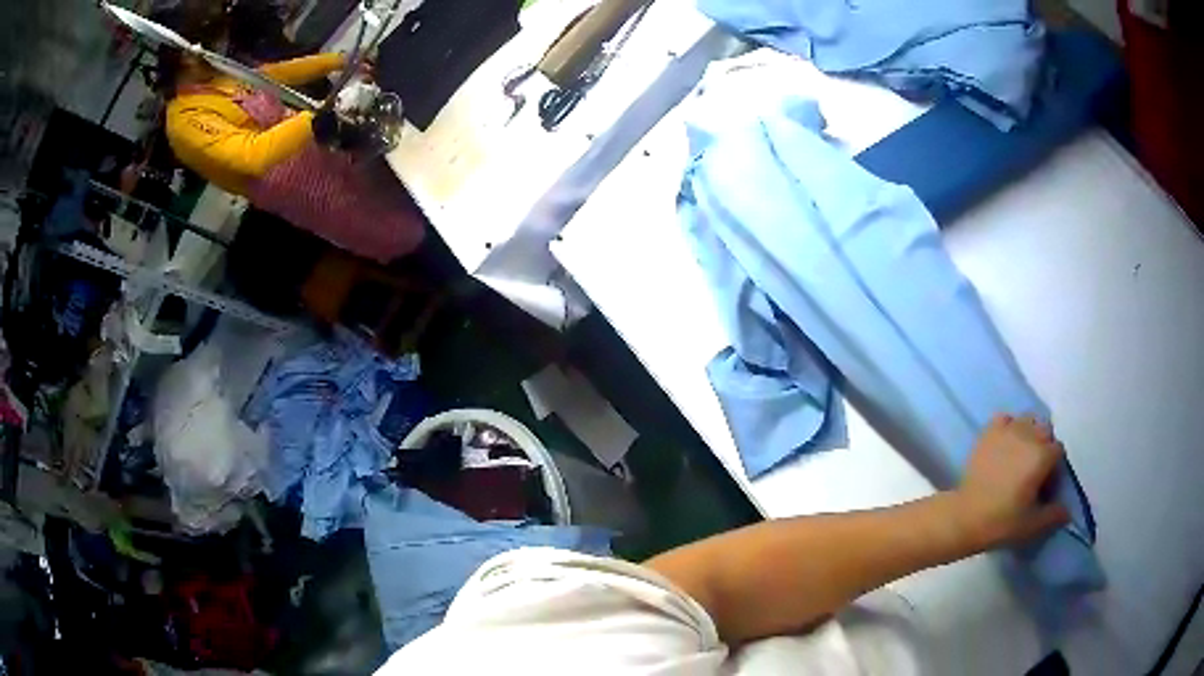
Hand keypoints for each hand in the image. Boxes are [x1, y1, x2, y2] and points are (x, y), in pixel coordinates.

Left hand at [953, 414, 1070, 550]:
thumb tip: (1068, 511)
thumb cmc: (1002, 522)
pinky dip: (1008, 427)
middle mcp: (1028, 436)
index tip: (1045, 486)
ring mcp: (1007, 430)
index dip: (1054, 468)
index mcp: (1042, 455)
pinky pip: (1004, 419)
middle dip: (1044, 447)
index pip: (1058, 451)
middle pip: (1045, 431)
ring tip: (1020, 457)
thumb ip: (1055, 515)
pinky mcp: (988, 432)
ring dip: (1029, 434)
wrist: (965, 517)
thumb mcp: (1033, 524)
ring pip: (1027, 420)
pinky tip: (1005, 445)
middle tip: (1034, 471)